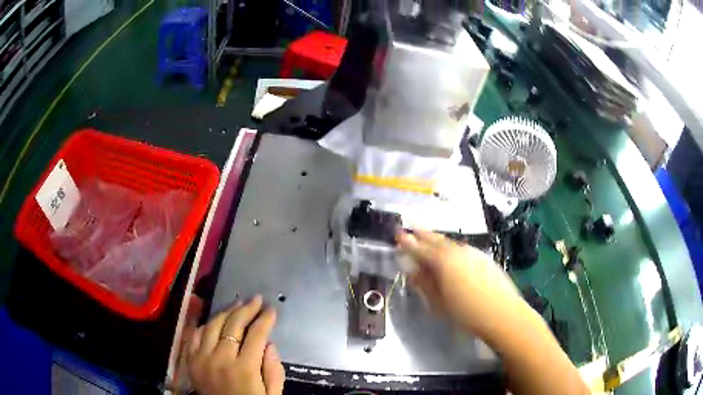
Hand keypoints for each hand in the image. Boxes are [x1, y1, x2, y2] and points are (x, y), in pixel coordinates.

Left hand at [187, 295, 284, 394]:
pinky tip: (216, 320)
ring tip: (238, 305)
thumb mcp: (272, 394)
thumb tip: (269, 344)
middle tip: (256, 300)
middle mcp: (221, 359)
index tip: (271, 310)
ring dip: (227, 312)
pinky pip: (196, 335)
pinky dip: (206, 325)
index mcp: (244, 369)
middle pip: (233, 325)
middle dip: (247, 309)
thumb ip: (274, 370)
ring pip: (213, 325)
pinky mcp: (191, 359)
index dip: (265, 320)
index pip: (256, 335)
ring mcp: (202, 357)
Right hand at [397, 230, 522, 338]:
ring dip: (437, 240)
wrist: (502, 313)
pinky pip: (462, 248)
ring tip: (428, 238)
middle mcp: (457, 252)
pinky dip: (451, 247)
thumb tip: (412, 271)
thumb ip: (425, 284)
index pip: (420, 249)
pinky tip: (451, 254)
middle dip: (422, 234)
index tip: (398, 234)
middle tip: (411, 228)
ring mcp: (472, 253)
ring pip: (450, 243)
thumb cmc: (467, 313)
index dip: (408, 242)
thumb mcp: (439, 303)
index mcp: (443, 262)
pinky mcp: (483, 257)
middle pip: (436, 240)